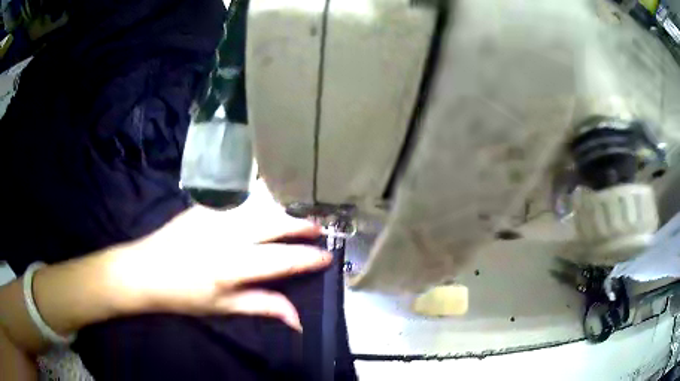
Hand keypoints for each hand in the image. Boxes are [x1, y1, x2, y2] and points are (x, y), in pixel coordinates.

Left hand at [107, 185, 329, 331]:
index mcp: (230, 266)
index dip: (308, 258)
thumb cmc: (184, 295)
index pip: (281, 259)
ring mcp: (214, 215)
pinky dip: (261, 196)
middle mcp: (225, 235)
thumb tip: (299, 319)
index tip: (327, 258)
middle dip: (301, 225)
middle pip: (273, 223)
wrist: (145, 269)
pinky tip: (269, 199)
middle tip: (318, 229)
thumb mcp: (223, 307)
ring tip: (300, 213)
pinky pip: (240, 196)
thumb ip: (263, 307)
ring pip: (259, 203)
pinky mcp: (205, 205)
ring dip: (284, 207)